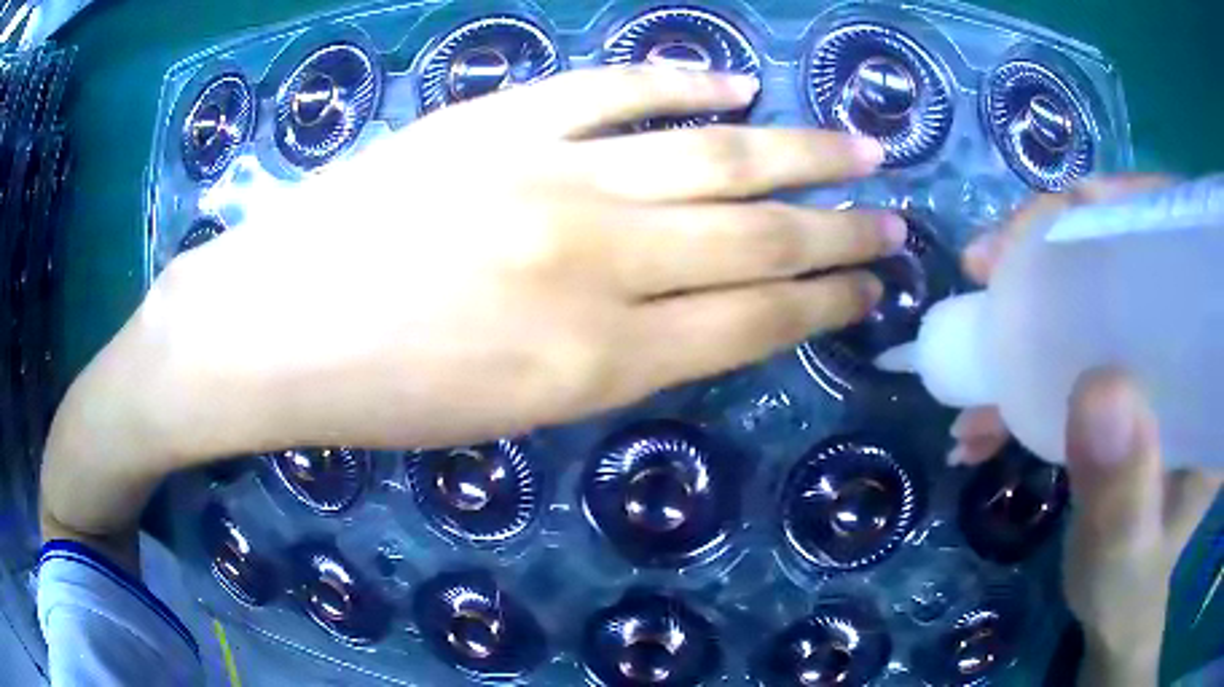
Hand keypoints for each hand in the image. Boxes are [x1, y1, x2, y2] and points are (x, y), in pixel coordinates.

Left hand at [148, 66, 899, 455]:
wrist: (267, 329)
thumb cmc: (373, 395)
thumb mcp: (511, 415)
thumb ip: (616, 360)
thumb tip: (694, 314)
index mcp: (596, 362)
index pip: (754, 325)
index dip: (824, 306)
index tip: (870, 291)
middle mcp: (596, 262)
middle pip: (758, 239)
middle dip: (841, 234)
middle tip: (896, 224)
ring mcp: (549, 174)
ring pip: (716, 156)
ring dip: (801, 154)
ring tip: (862, 151)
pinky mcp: (499, 120)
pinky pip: (620, 89)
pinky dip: (687, 84)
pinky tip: (737, 85)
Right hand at [950, 178, 1222, 685]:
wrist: (1119, 607)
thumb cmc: (1130, 588)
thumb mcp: (1127, 558)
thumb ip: (1122, 497)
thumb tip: (1098, 390)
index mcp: (1214, 366)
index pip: (1179, 237)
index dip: (1121, 205)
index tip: (1060, 216)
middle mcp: (1189, 342)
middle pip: (1125, 246)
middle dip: (1052, 247)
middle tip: (988, 271)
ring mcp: (1153, 357)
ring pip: (1090, 288)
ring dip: (1027, 305)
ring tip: (975, 353)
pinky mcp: (1121, 378)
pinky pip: (1072, 337)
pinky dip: (1025, 356)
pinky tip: (989, 401)